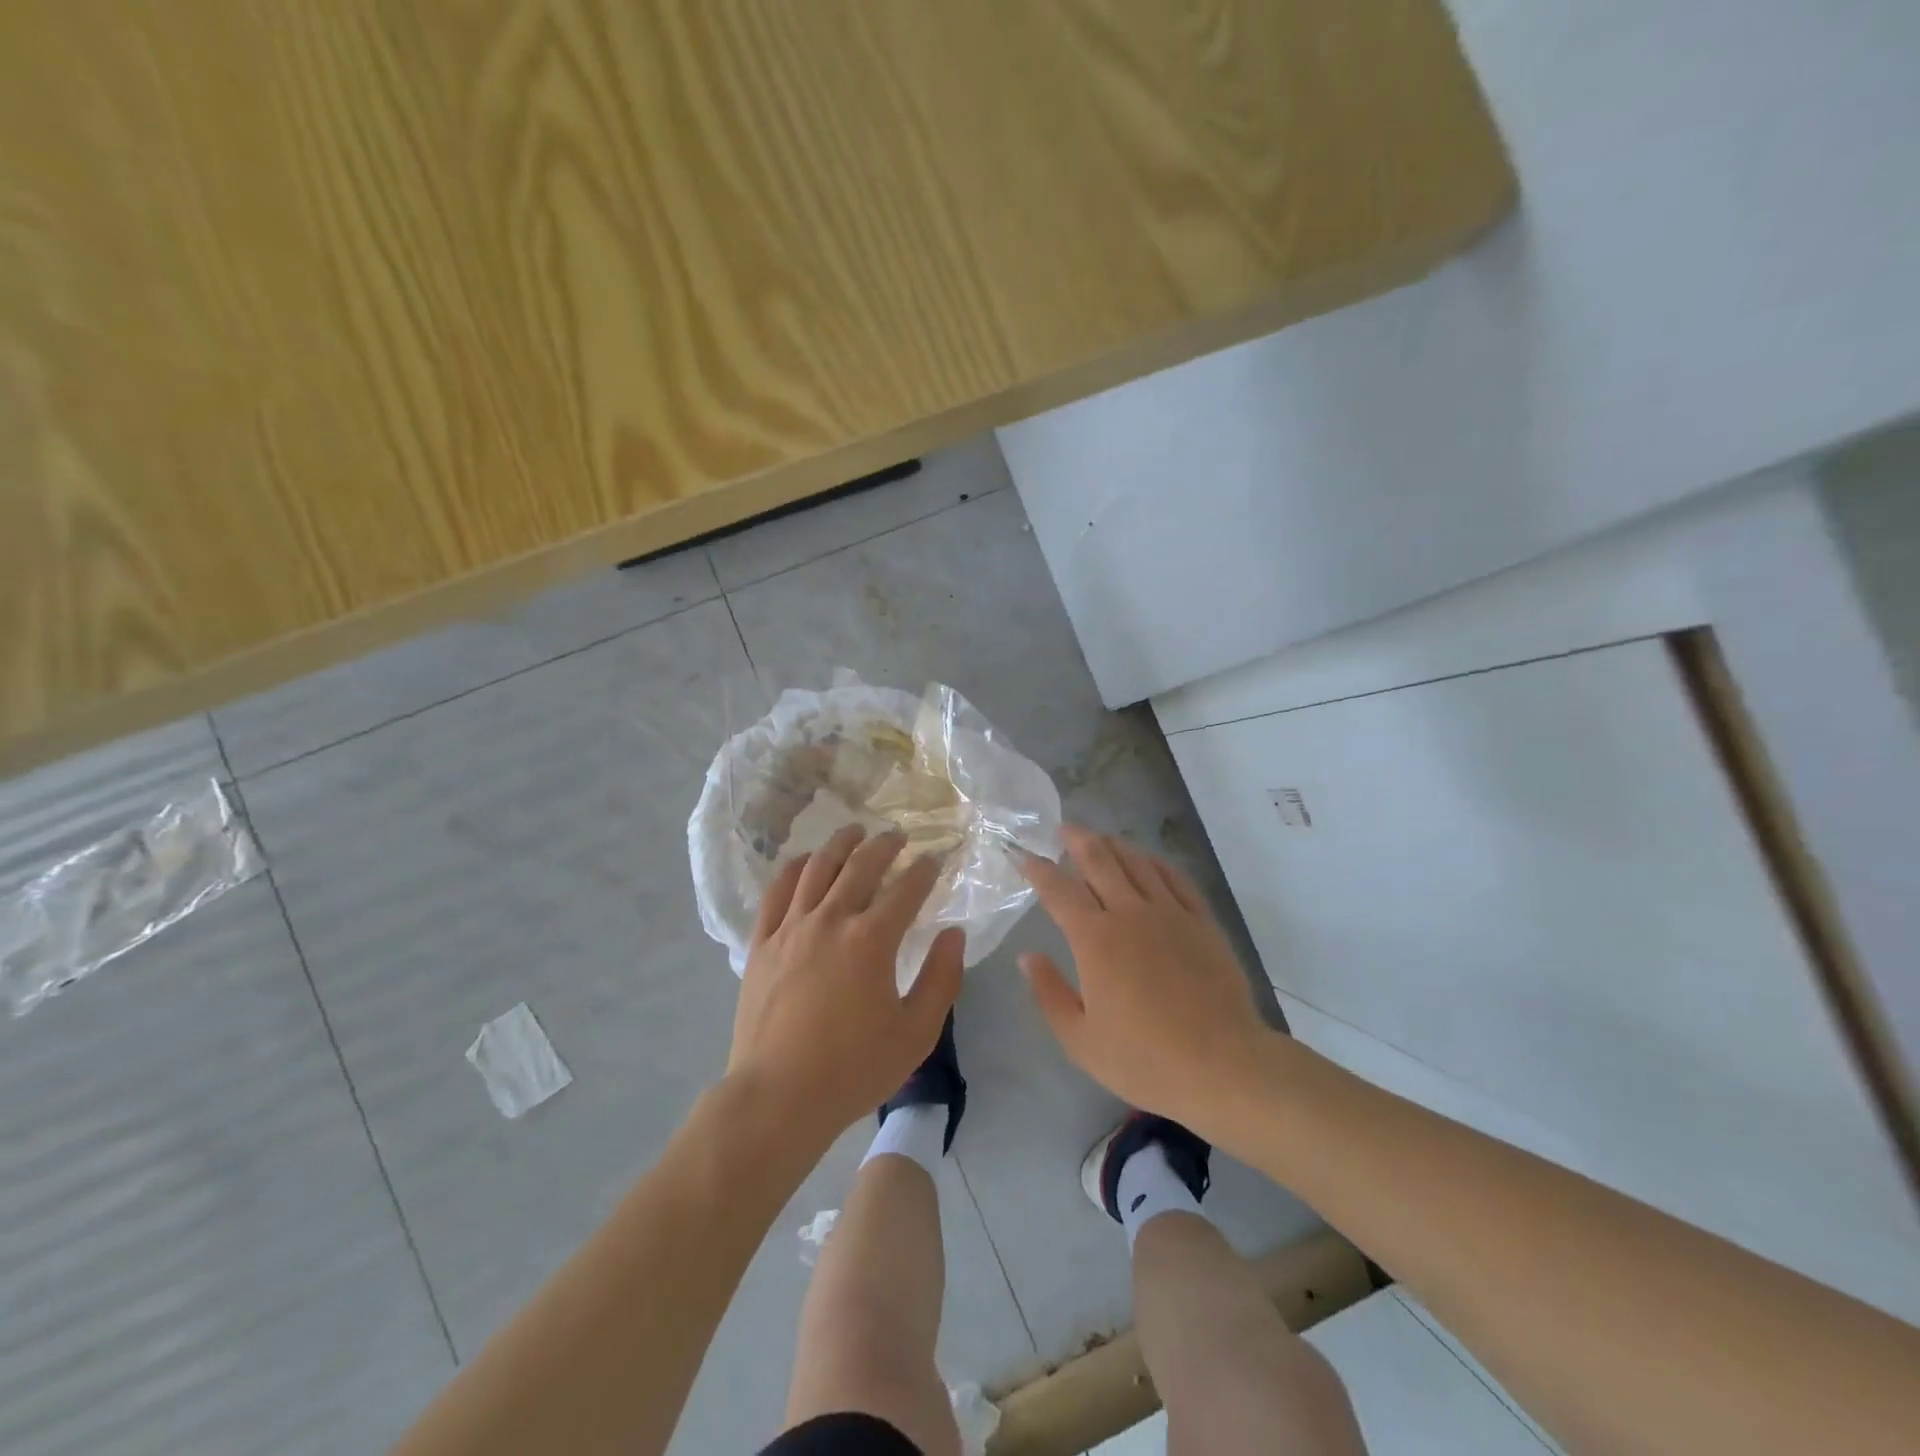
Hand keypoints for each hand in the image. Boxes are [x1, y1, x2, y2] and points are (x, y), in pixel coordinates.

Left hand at [729, 826, 963, 1145]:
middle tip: (898, 837)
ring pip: (817, 868)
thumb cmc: (853, 1069)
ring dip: (840, 844)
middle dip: (885, 846)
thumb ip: (942, 978)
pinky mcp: (762, 943)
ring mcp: (791, 928)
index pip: (906, 889)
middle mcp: (831, 920)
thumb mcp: (916, 1033)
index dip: (925, 870)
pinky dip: (794, 868)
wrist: (778, 1098)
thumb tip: (953, 933)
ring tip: (854, 832)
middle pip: (861, 865)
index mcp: (872, 940)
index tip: (935, 860)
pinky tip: (805, 861)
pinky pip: (777, 891)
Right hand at [1019, 825, 1271, 1133]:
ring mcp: (1170, 913)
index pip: (1058, 890)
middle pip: (1099, 861)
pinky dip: (1155, 863)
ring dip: (1114, 845)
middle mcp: (1130, 913)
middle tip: (1064, 828)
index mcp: (1094, 939)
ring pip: (1137, 863)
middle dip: (1077, 840)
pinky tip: (1148, 860)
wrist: (1223, 1066)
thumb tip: (1026, 956)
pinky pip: (1175, 878)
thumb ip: (1049, 992)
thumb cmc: (1144, 1059)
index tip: (1023, 855)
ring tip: (1101, 838)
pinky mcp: (1202, 922)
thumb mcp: (1080, 1039)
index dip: (1037, 869)